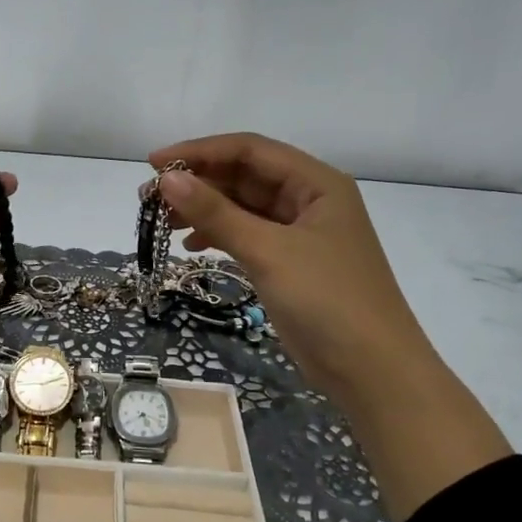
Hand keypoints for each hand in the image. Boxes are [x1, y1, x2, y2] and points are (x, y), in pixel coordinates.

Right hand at [147, 133, 421, 414]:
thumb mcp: (268, 251)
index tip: (154, 164)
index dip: (200, 152)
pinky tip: (192, 245)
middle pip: (245, 177)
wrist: (372, 371)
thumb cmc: (327, 300)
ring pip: (244, 208)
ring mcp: (301, 234)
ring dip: (204, 210)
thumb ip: (217, 213)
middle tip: (148, 197)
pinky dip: (219, 236)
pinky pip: (248, 236)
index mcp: (316, 183)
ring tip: (161, 221)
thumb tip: (168, 178)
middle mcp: (310, 200)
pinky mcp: (291, 264)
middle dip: (198, 182)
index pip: (250, 150)